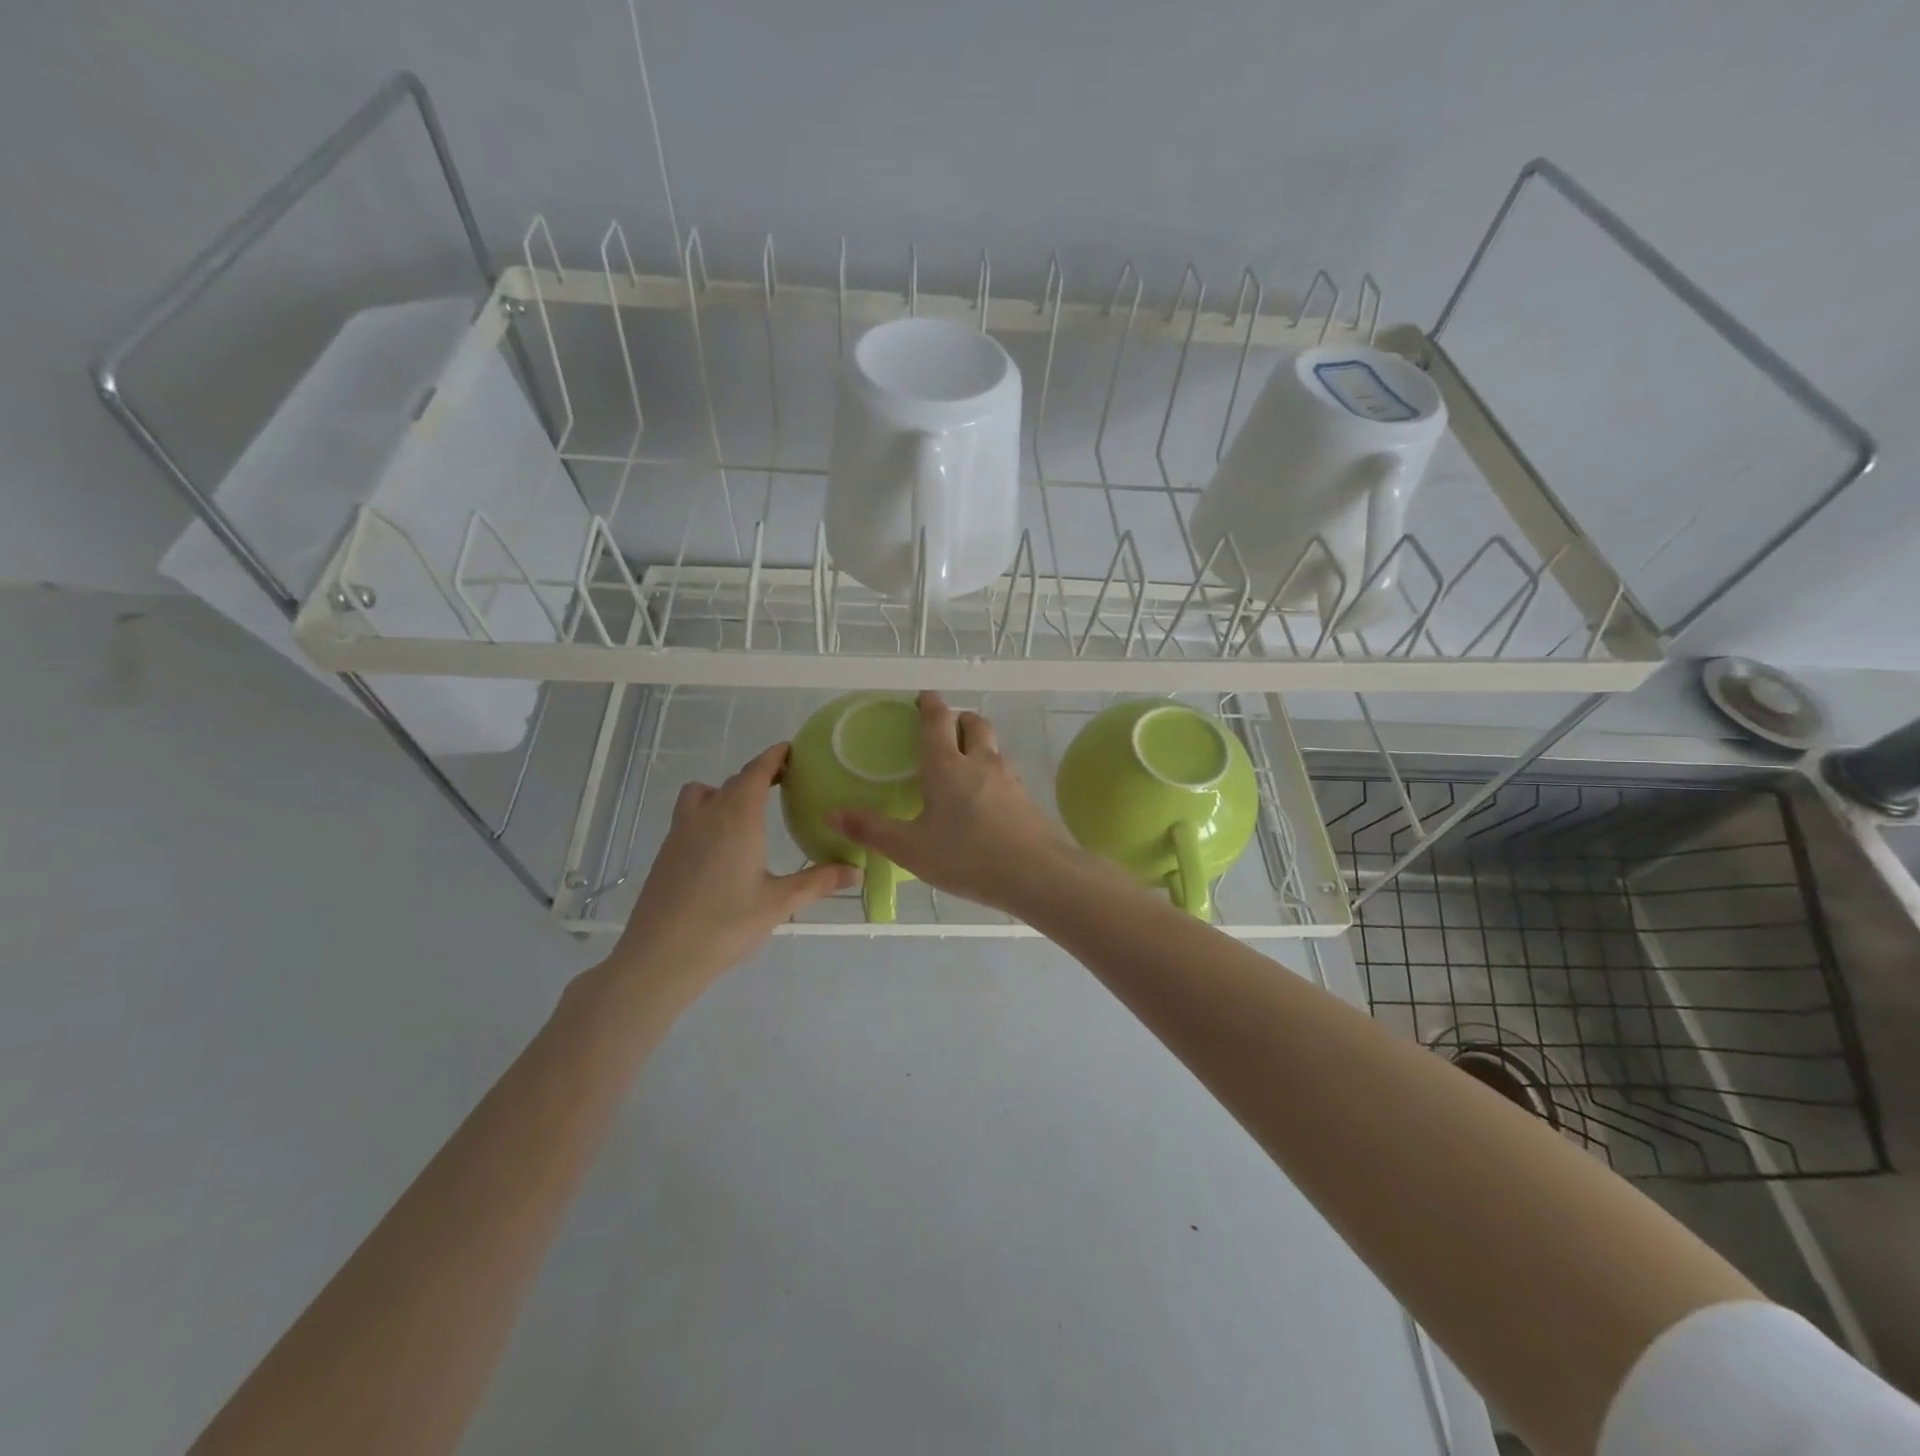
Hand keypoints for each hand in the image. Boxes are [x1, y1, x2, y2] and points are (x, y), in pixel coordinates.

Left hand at [605, 743, 855, 992]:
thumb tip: (856, 870)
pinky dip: (708, 816)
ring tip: (746, 814)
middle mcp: (706, 815)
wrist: (659, 957)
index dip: (775, 756)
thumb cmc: (725, 924)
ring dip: (724, 793)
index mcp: (737, 817)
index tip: (791, 750)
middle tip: (783, 784)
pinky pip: (689, 818)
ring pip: (701, 795)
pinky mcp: (665, 854)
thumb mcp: (779, 903)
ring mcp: (680, 833)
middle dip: (757, 776)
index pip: (757, 771)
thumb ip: (818, 882)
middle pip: (732, 781)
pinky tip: (723, 848)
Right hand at [829, 691, 1080, 916]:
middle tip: (944, 729)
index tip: (924, 696)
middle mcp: (979, 763)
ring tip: (964, 763)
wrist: (1037, 874)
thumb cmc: (967, 857)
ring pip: (993, 747)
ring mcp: (1008, 779)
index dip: (930, 703)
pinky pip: (1006, 773)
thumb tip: (831, 812)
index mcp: (947, 766)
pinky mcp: (1026, 799)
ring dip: (979, 744)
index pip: (937, 721)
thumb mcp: (911, 848)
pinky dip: (993, 773)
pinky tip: (986, 799)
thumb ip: (872, 830)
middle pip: (974, 723)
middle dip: (959, 718)